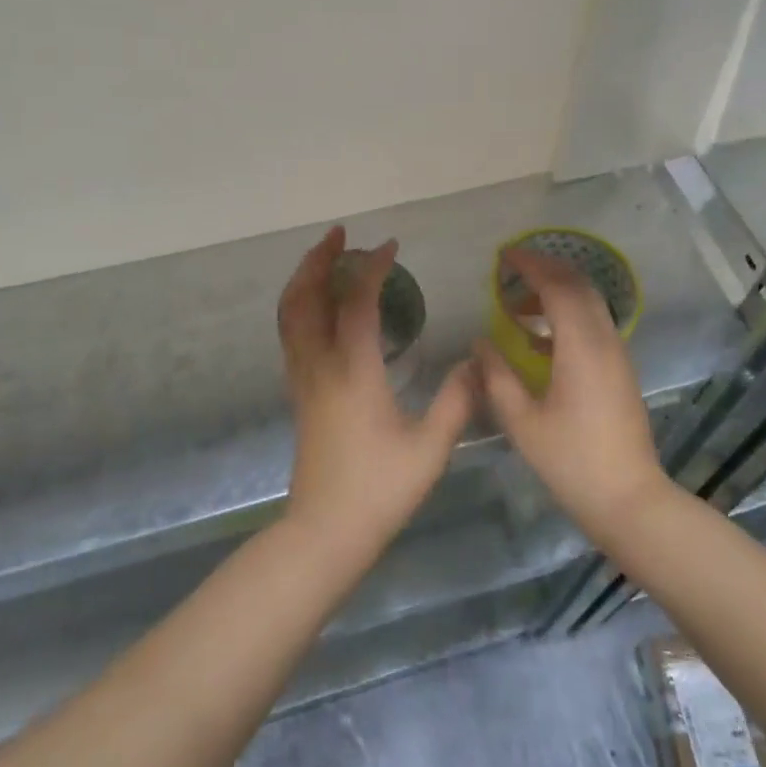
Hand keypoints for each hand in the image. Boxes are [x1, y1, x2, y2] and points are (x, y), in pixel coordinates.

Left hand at [277, 227, 475, 560]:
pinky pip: (290, 333)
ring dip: (304, 278)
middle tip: (339, 234)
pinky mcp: (298, 393)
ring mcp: (302, 378)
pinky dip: (299, 304)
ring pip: (290, 314)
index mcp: (353, 370)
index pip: (357, 302)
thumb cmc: (379, 489)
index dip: (372, 268)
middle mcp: (320, 364)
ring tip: (324, 259)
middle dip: (319, 259)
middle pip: (305, 297)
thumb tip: (475, 362)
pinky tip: (318, 306)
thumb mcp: (430, 448)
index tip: (390, 246)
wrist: (325, 531)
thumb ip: (456, 400)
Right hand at [472, 248, 667, 542]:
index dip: (531, 265)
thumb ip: (497, 376)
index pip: (558, 286)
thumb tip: (480, 343)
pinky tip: (538, 339)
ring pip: (589, 304)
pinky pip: (594, 325)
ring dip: (556, 293)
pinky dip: (566, 315)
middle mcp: (605, 341)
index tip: (504, 256)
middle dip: (545, 270)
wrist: (629, 499)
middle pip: (579, 286)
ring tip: (516, 306)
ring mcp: (617, 355)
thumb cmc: (571, 461)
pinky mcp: (620, 370)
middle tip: (510, 271)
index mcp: (581, 347)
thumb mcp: (522, 421)